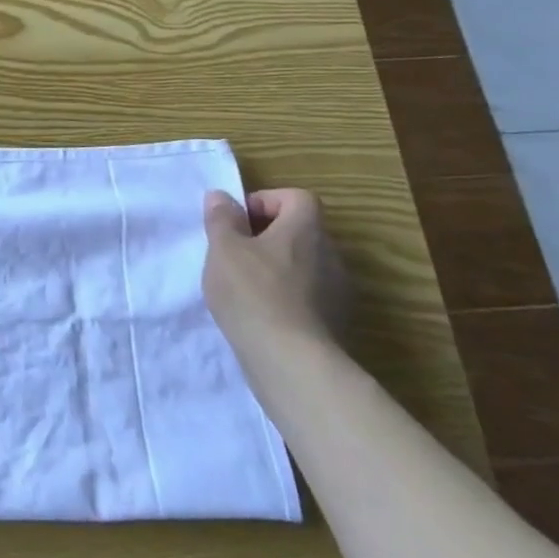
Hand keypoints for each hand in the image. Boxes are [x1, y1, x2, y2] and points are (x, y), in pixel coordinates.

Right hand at [201, 188, 348, 349]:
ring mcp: (337, 290)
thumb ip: (221, 218)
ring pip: (303, 264)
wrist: (290, 360)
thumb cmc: (252, 291)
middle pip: (299, 230)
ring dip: (275, 267)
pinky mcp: (334, 321)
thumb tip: (221, 197)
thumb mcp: (223, 248)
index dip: (265, 202)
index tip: (237, 222)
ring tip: (243, 286)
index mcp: (306, 229)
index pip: (296, 197)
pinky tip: (260, 313)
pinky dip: (285, 296)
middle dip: (266, 236)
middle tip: (233, 253)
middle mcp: (330, 254)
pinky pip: (307, 294)